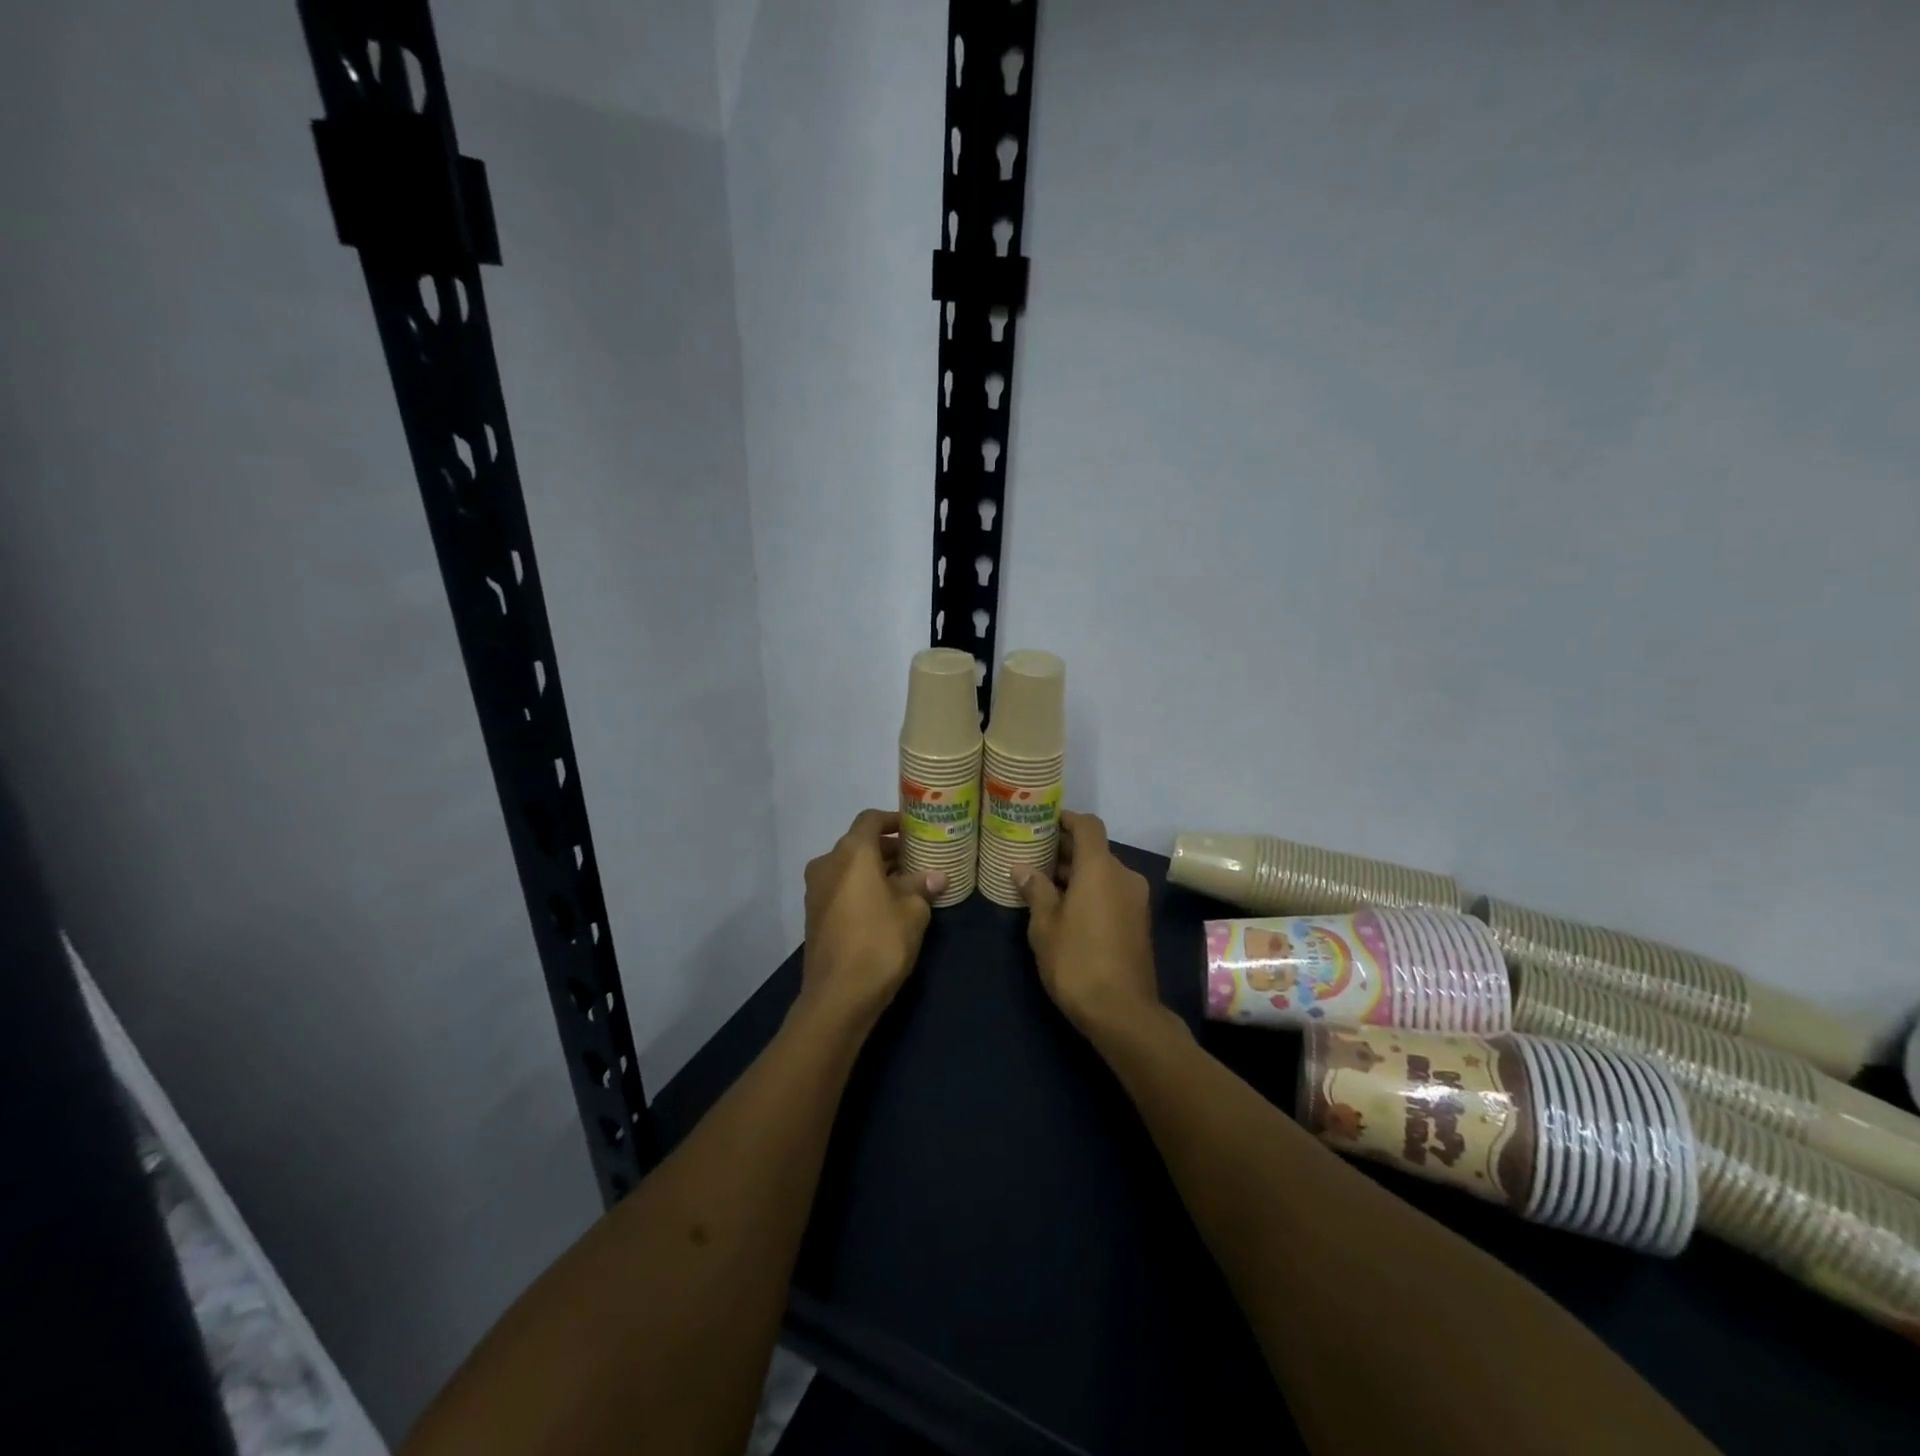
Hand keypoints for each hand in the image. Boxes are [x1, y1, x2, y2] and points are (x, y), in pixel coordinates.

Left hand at [799, 809, 944, 1032]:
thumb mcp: (913, 911)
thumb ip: (923, 886)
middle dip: (888, 850)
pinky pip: (841, 889)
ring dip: (875, 871)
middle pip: (859, 844)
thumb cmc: (880, 941)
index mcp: (851, 852)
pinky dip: (862, 888)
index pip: (871, 820)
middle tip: (918, 860)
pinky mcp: (814, 916)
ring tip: (907, 885)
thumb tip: (936, 876)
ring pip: (849, 868)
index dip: (893, 821)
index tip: (915, 830)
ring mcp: (816, 891)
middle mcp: (828, 863)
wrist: (838, 996)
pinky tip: (886, 907)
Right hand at [1014, 812, 1162, 1040]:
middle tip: (1034, 856)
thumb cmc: (1077, 962)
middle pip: (1095, 850)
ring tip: (1045, 885)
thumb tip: (1022, 867)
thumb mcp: (1045, 925)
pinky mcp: (1139, 922)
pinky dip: (1092, 891)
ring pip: (1104, 873)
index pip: (1088, 826)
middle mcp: (1124, 876)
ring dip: (1078, 874)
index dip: (1066, 819)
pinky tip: (1066, 909)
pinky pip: (1112, 892)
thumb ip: (1035, 890)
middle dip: (1066, 850)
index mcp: (1101, 869)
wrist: (1123, 1012)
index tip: (1043, 822)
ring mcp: (1136, 900)